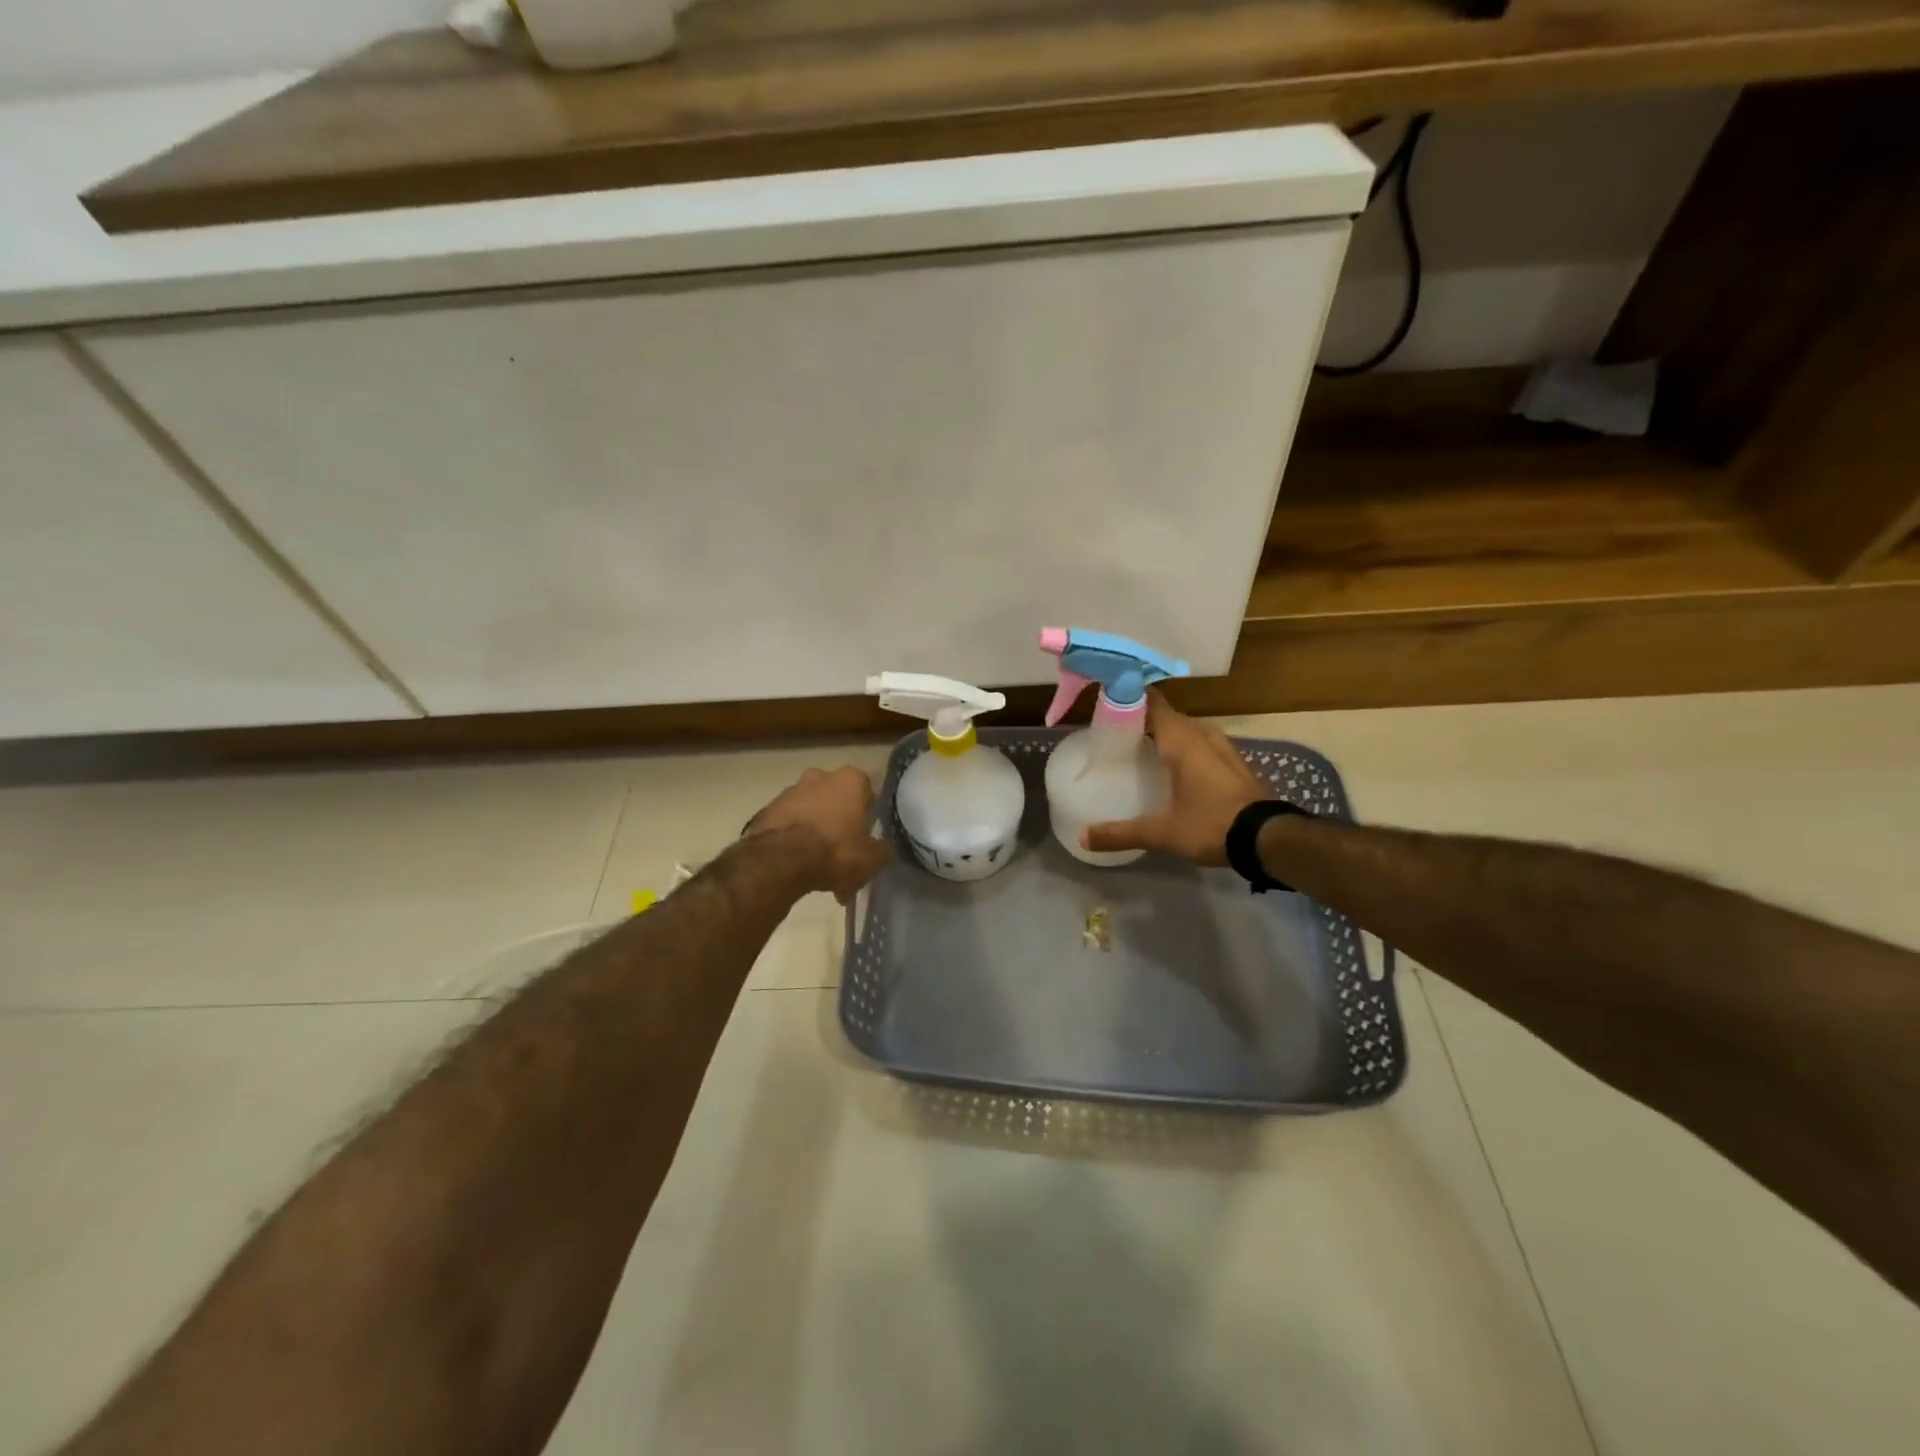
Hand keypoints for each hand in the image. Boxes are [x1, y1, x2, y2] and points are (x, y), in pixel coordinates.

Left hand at [747, 766, 891, 901]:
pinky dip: (792, 838)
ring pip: (810, 810)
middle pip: (835, 799)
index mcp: (851, 780)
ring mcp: (790, 790)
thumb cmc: (836, 851)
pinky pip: (788, 823)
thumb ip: (881, 850)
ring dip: (814, 830)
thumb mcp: (872, 859)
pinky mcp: (767, 808)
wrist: (781, 860)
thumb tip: (881, 849)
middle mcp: (820, 776)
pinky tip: (795, 864)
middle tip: (840, 852)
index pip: (866, 793)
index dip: (866, 818)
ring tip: (816, 865)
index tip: (863, 839)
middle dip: (838, 820)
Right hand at [1082, 691, 1267, 865]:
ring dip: (1167, 734)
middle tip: (1117, 734)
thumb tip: (1083, 838)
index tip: (1106, 703)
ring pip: (1188, 729)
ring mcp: (1223, 746)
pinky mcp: (1234, 762)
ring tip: (1144, 749)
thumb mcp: (1161, 832)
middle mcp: (1201, 734)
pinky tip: (1176, 768)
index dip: (1129, 698)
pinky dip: (1186, 747)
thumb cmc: (1210, 824)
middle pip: (1168, 715)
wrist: (1266, 838)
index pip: (1151, 702)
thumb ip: (1120, 833)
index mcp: (1181, 740)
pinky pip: (1203, 743)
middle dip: (1144, 719)